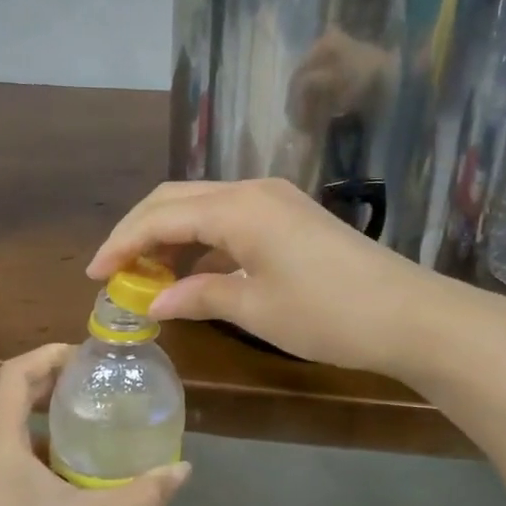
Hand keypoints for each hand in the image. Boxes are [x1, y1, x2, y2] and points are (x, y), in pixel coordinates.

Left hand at [0, 344, 189, 505]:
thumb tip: (184, 469)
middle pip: (8, 405)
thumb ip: (145, 492)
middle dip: (48, 392)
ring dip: (40, 430)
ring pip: (3, 440)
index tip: (82, 357)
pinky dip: (28, 460)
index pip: (14, 376)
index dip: (47, 357)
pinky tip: (61, 485)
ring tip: (83, 437)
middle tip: (91, 391)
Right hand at [88, 178, 504, 376]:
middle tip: (113, 270)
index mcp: (237, 207)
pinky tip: (192, 272)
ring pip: (202, 206)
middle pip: (175, 199)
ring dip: (169, 234)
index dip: (122, 244)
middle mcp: (251, 190)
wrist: (411, 315)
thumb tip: (154, 302)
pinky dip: (201, 241)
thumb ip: (198, 297)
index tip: (94, 274)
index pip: (160, 217)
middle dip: (138, 231)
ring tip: (145, 274)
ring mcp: (274, 200)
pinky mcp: (290, 216)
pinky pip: (229, 219)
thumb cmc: (328, 314)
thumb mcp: (256, 309)